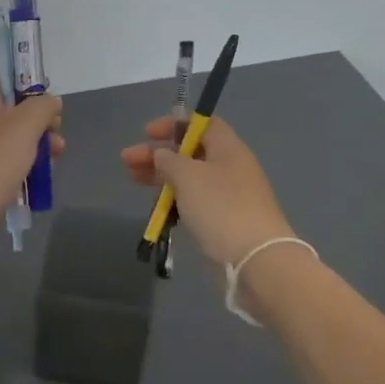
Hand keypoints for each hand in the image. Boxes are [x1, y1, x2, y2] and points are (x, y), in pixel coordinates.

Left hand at [0, 70, 63, 259]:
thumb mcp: (22, 126)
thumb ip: (41, 108)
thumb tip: (51, 101)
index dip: (21, 80)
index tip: (43, 96)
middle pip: (12, 111)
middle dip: (39, 120)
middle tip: (55, 134)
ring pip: (12, 141)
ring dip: (36, 147)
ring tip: (56, 158)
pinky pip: (6, 168)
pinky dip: (24, 172)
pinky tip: (38, 182)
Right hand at [120, 116, 294, 271]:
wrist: (256, 260)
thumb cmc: (220, 207)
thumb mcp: (188, 175)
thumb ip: (168, 160)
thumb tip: (161, 154)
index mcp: (228, 148)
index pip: (201, 123)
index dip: (174, 124)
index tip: (147, 133)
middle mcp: (230, 167)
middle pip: (190, 151)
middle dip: (158, 153)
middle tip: (128, 161)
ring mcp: (229, 196)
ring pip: (190, 178)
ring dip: (161, 176)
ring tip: (133, 180)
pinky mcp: (224, 221)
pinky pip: (195, 201)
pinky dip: (175, 199)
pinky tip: (158, 206)